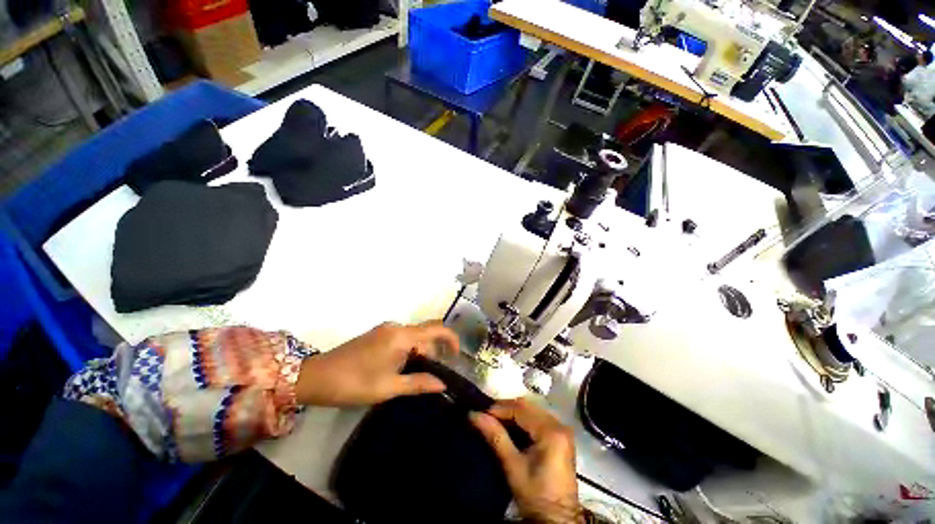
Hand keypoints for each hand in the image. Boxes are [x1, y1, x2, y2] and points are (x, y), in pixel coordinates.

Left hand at [295, 321, 458, 406]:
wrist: (315, 377)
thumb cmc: (354, 383)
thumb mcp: (389, 387)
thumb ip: (419, 383)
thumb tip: (443, 383)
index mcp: (401, 336)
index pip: (436, 329)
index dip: (451, 339)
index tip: (457, 356)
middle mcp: (396, 327)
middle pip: (425, 334)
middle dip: (433, 352)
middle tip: (432, 376)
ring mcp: (385, 329)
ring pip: (413, 337)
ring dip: (420, 353)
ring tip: (416, 377)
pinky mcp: (377, 335)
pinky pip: (402, 338)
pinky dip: (409, 351)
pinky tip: (402, 368)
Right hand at [470, 399, 582, 523]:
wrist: (557, 520)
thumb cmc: (535, 495)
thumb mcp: (513, 466)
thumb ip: (496, 436)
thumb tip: (474, 415)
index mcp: (551, 431)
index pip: (521, 409)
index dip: (500, 408)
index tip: (481, 412)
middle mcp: (559, 425)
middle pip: (528, 406)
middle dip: (506, 408)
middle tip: (487, 415)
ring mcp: (561, 430)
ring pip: (532, 410)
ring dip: (513, 412)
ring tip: (495, 419)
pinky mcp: (560, 437)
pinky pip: (538, 418)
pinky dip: (523, 419)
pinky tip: (510, 426)